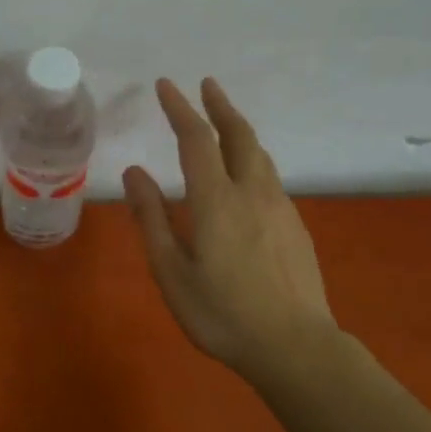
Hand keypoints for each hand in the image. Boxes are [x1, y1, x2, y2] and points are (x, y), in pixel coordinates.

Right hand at [123, 78, 338, 379]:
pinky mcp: (295, 226)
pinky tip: (246, 176)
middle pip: (239, 135)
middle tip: (207, 85)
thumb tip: (134, 173)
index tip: (166, 85)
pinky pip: (270, 177)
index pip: (197, 139)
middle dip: (220, 106)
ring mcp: (280, 207)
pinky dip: (252, 159)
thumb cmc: (222, 314)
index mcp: (217, 200)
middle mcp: (252, 192)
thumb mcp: (171, 271)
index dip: (180, 109)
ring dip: (239, 130)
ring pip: (260, 154)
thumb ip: (151, 218)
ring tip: (225, 122)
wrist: (295, 346)